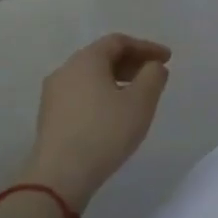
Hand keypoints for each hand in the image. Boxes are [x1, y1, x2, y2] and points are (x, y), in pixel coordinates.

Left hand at [23, 34, 171, 207]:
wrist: (59, 176)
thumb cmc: (105, 132)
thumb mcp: (141, 102)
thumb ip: (153, 76)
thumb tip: (153, 66)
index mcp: (86, 60)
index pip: (119, 41)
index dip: (146, 47)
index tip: (167, 58)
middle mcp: (65, 70)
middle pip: (102, 56)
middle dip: (132, 62)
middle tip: (154, 74)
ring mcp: (53, 94)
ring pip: (90, 76)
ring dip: (117, 79)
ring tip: (137, 95)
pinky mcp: (50, 116)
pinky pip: (81, 93)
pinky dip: (102, 94)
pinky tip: (114, 113)